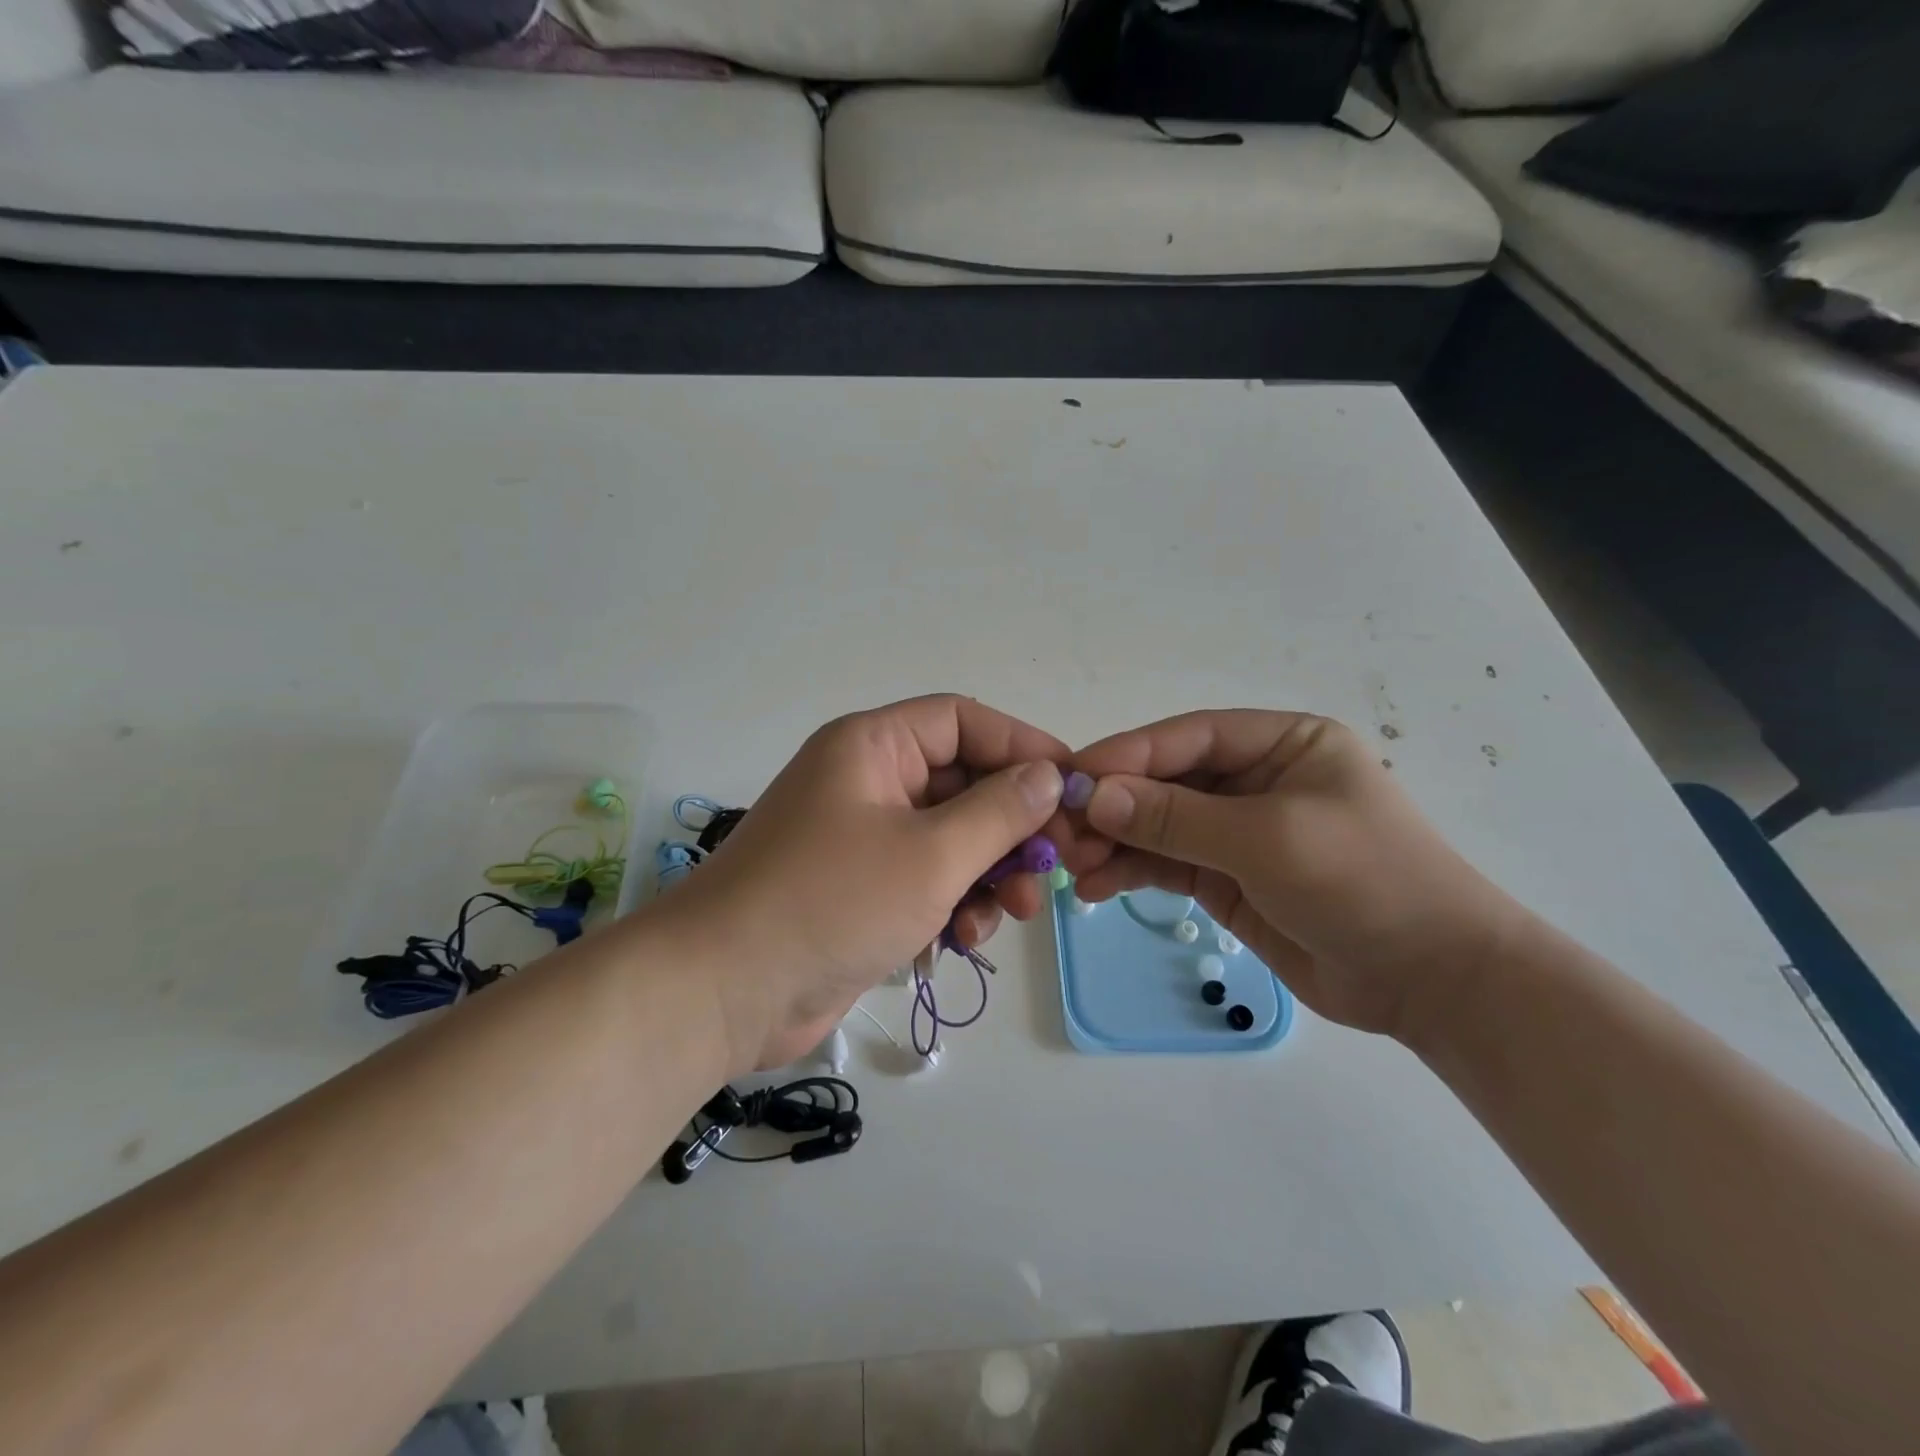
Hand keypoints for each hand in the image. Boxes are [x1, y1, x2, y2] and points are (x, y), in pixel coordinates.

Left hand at [655, 695, 1067, 1072]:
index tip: (1073, 784)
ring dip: (988, 873)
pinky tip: (962, 940)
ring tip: (1012, 914)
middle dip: (1011, 828)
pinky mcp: (859, 889)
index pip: (962, 721)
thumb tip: (1049, 775)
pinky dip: (953, 903)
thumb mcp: (932, 854)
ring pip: (950, 838)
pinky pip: (925, 880)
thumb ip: (1000, 812)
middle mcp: (866, 781)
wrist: (725, 991)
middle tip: (1053, 867)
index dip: (1022, 745)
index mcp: (872, 747)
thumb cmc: (832, 902)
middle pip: (961, 784)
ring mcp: (861, 838)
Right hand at [1065, 711, 1526, 1040]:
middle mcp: (1255, 779)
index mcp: (1281, 743)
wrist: (1432, 982)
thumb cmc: (1365, 882)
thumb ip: (1178, 817)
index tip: (1071, 778)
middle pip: (1165, 780)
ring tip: (1073, 865)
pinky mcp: (1226, 878)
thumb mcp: (1269, 839)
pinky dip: (1130, 872)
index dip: (1127, 755)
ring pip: (1158, 825)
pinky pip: (1166, 864)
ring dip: (1114, 842)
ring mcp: (1238, 831)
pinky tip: (1096, 888)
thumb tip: (1095, 796)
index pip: (1188, 737)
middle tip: (1062, 832)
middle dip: (1114, 805)